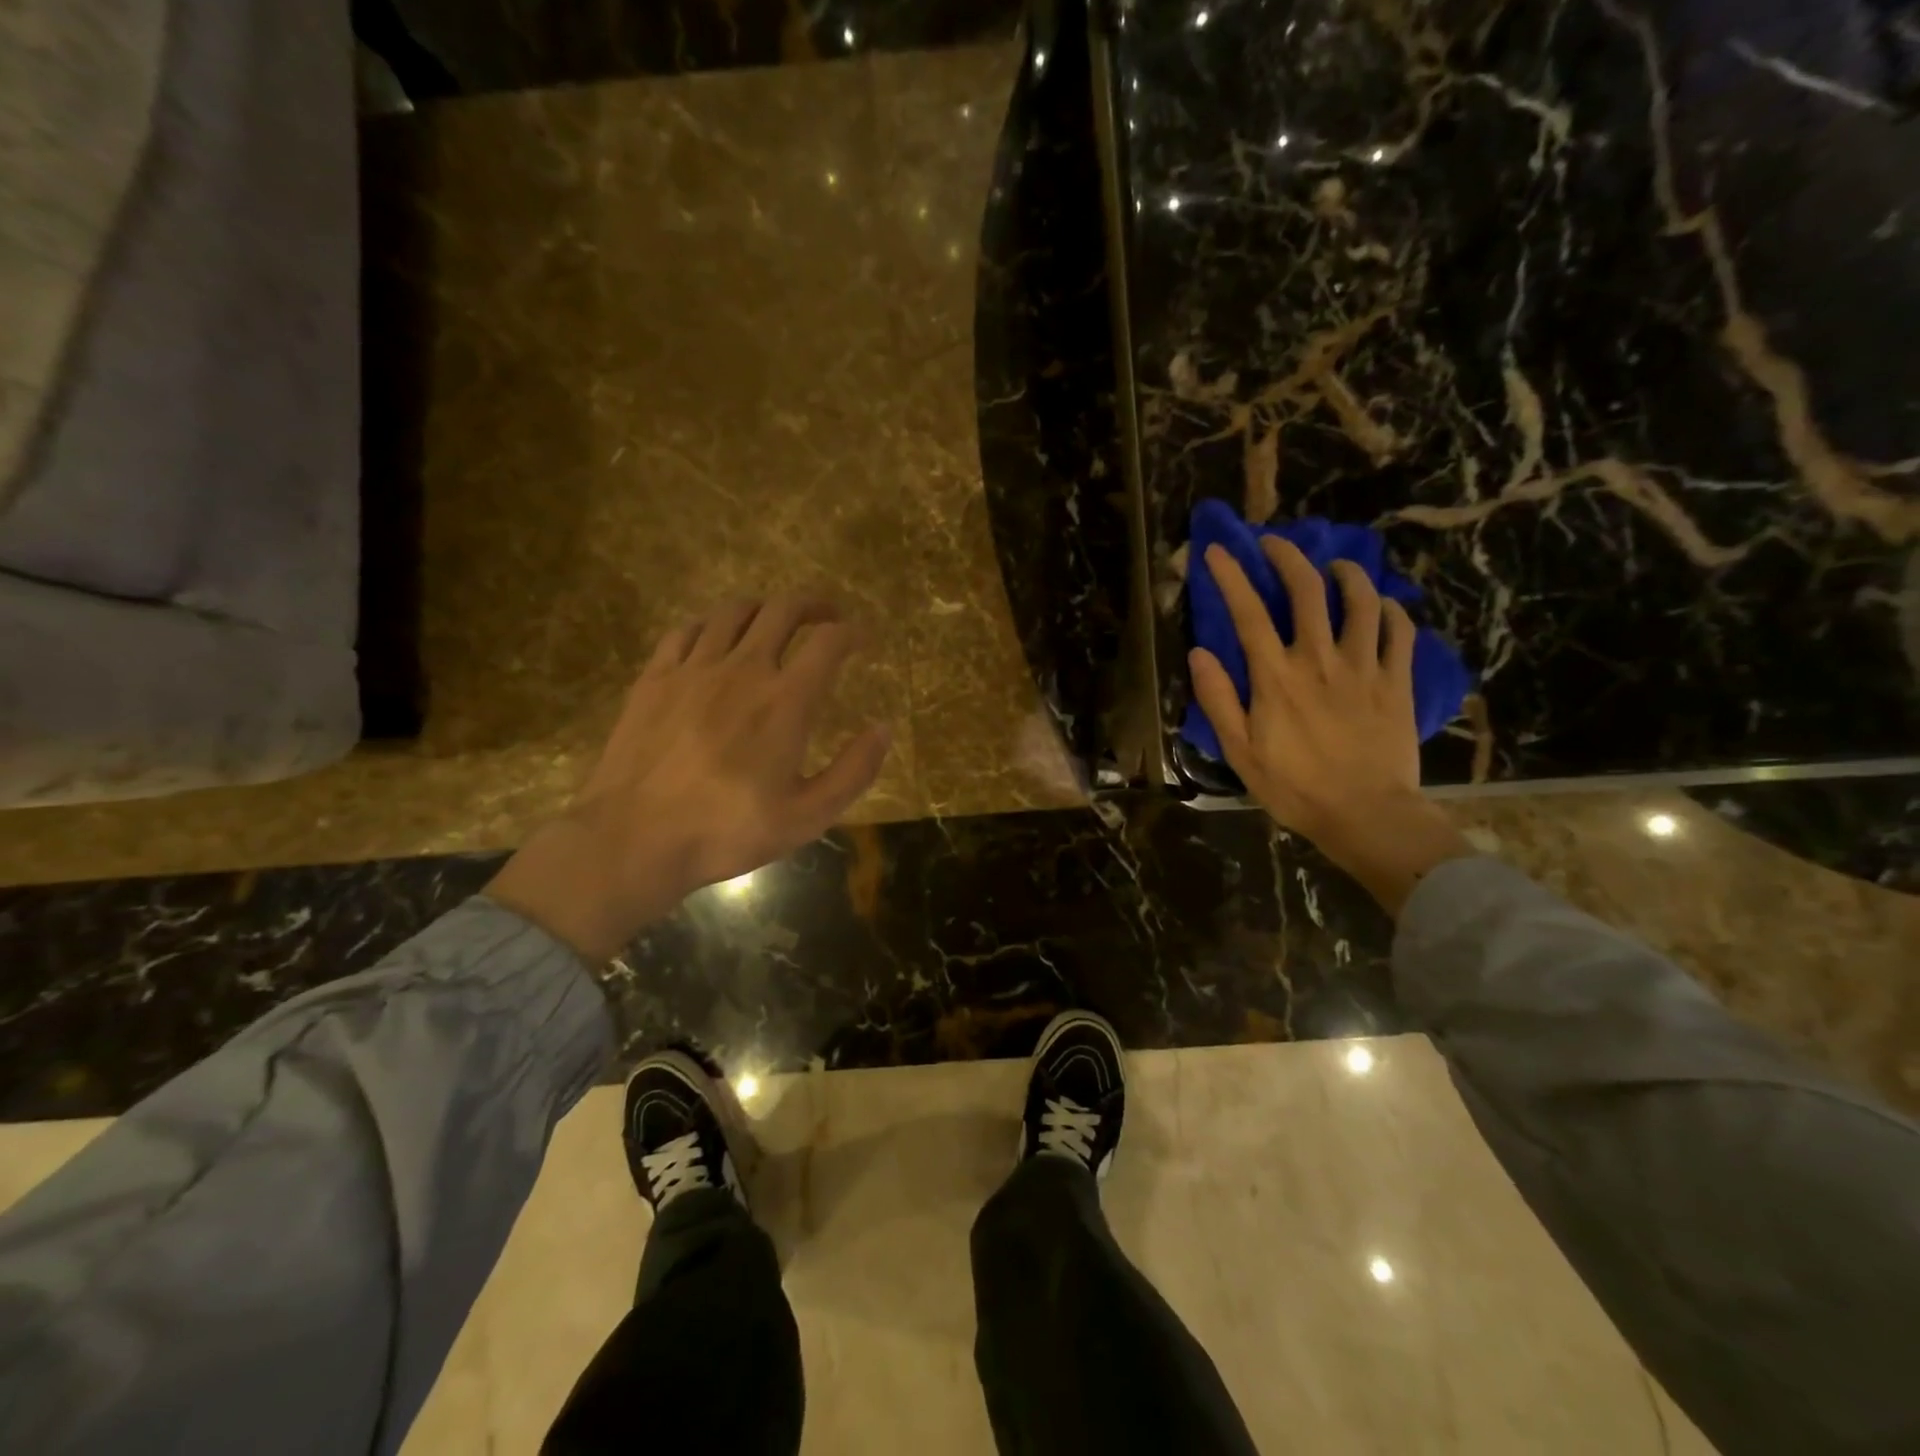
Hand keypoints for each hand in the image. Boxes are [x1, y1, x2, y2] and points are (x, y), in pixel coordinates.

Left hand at [487, 596, 891, 960]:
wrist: (634, 839)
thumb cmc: (727, 831)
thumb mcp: (807, 817)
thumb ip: (854, 771)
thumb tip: (883, 729)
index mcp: (785, 701)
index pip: (828, 642)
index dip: (852, 632)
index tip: (862, 638)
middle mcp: (743, 669)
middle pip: (783, 610)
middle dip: (813, 605)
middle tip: (826, 616)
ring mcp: (693, 668)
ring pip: (733, 611)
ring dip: (763, 609)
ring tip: (773, 623)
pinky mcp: (655, 677)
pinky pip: (687, 630)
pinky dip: (712, 626)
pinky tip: (715, 641)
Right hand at [1188, 539, 1471, 913]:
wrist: (1366, 814)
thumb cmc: (1295, 787)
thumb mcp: (1240, 751)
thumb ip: (1219, 700)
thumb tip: (1199, 654)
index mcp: (1277, 677)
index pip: (1248, 613)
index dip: (1231, 576)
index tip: (1218, 550)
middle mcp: (1320, 659)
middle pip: (1308, 590)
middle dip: (1288, 557)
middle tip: (1276, 544)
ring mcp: (1364, 667)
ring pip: (1361, 601)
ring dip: (1346, 574)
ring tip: (1335, 566)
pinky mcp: (1397, 681)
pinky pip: (1400, 632)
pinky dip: (1390, 610)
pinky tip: (1382, 605)